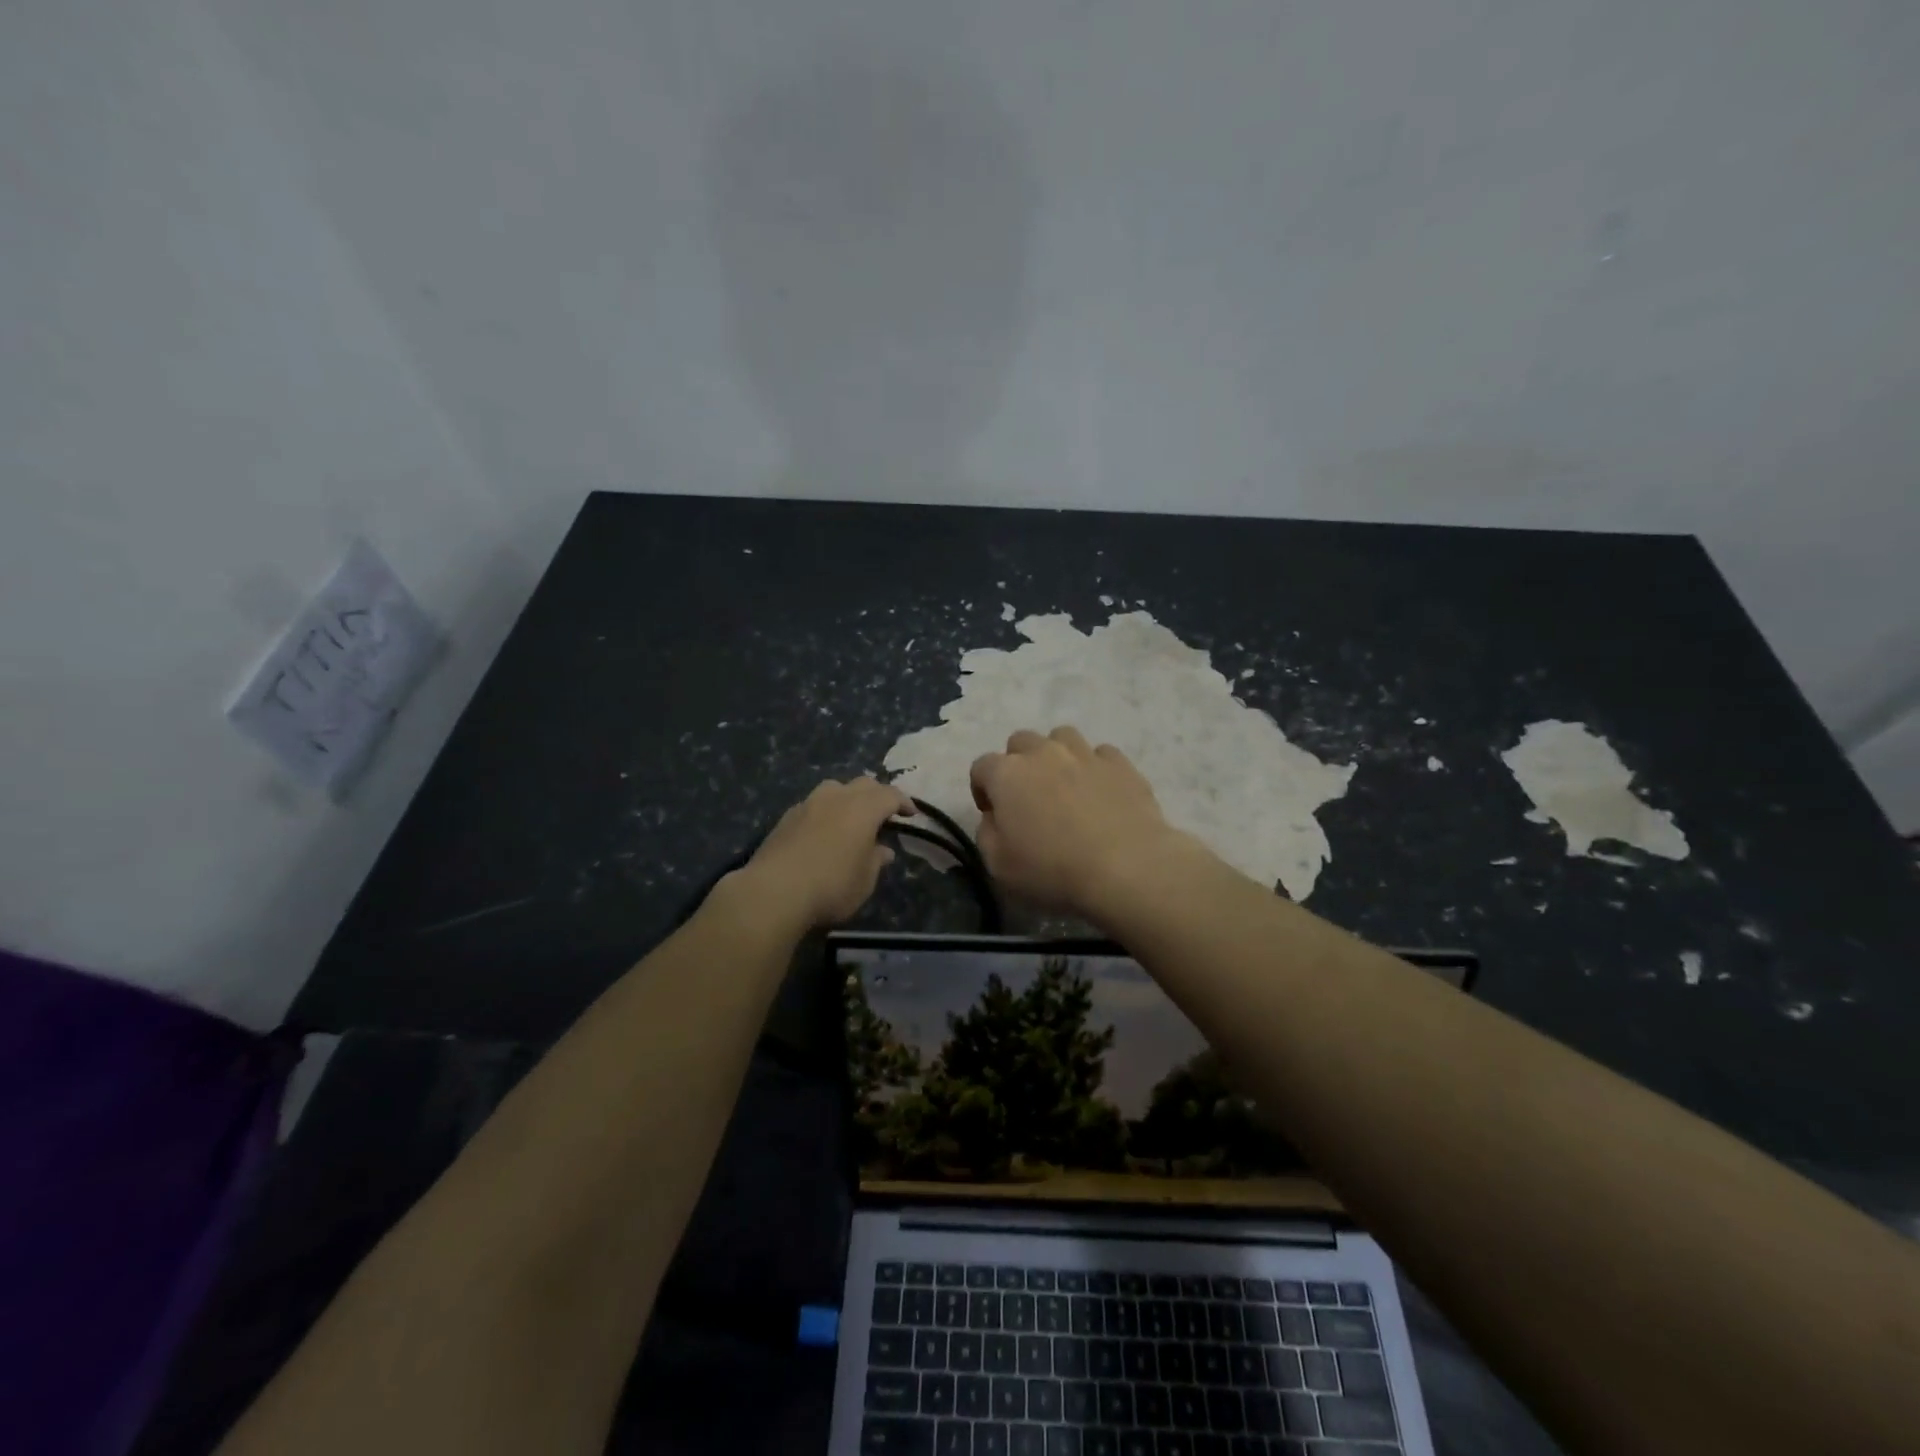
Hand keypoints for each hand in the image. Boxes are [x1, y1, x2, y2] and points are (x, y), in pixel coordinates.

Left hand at [736, 777, 912, 928]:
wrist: (774, 892)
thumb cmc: (832, 886)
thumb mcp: (865, 880)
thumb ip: (876, 861)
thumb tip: (883, 850)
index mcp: (863, 808)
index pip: (890, 795)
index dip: (904, 802)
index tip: (911, 814)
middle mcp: (837, 797)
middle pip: (863, 784)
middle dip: (877, 795)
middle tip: (884, 814)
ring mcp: (808, 804)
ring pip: (834, 788)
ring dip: (848, 798)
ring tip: (851, 818)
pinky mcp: (786, 817)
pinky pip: (813, 805)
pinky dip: (825, 812)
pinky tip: (823, 831)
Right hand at [968, 727, 1192, 918]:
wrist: (1126, 867)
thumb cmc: (1053, 870)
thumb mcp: (998, 865)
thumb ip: (987, 833)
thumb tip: (995, 817)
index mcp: (1007, 774)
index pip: (981, 767)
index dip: (982, 790)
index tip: (993, 814)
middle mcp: (1043, 752)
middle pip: (1020, 742)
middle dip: (1018, 764)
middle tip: (1028, 797)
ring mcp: (1085, 753)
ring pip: (1062, 737)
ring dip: (1057, 756)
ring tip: (1065, 785)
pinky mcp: (1120, 763)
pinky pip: (1100, 754)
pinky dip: (1094, 767)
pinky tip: (1100, 791)